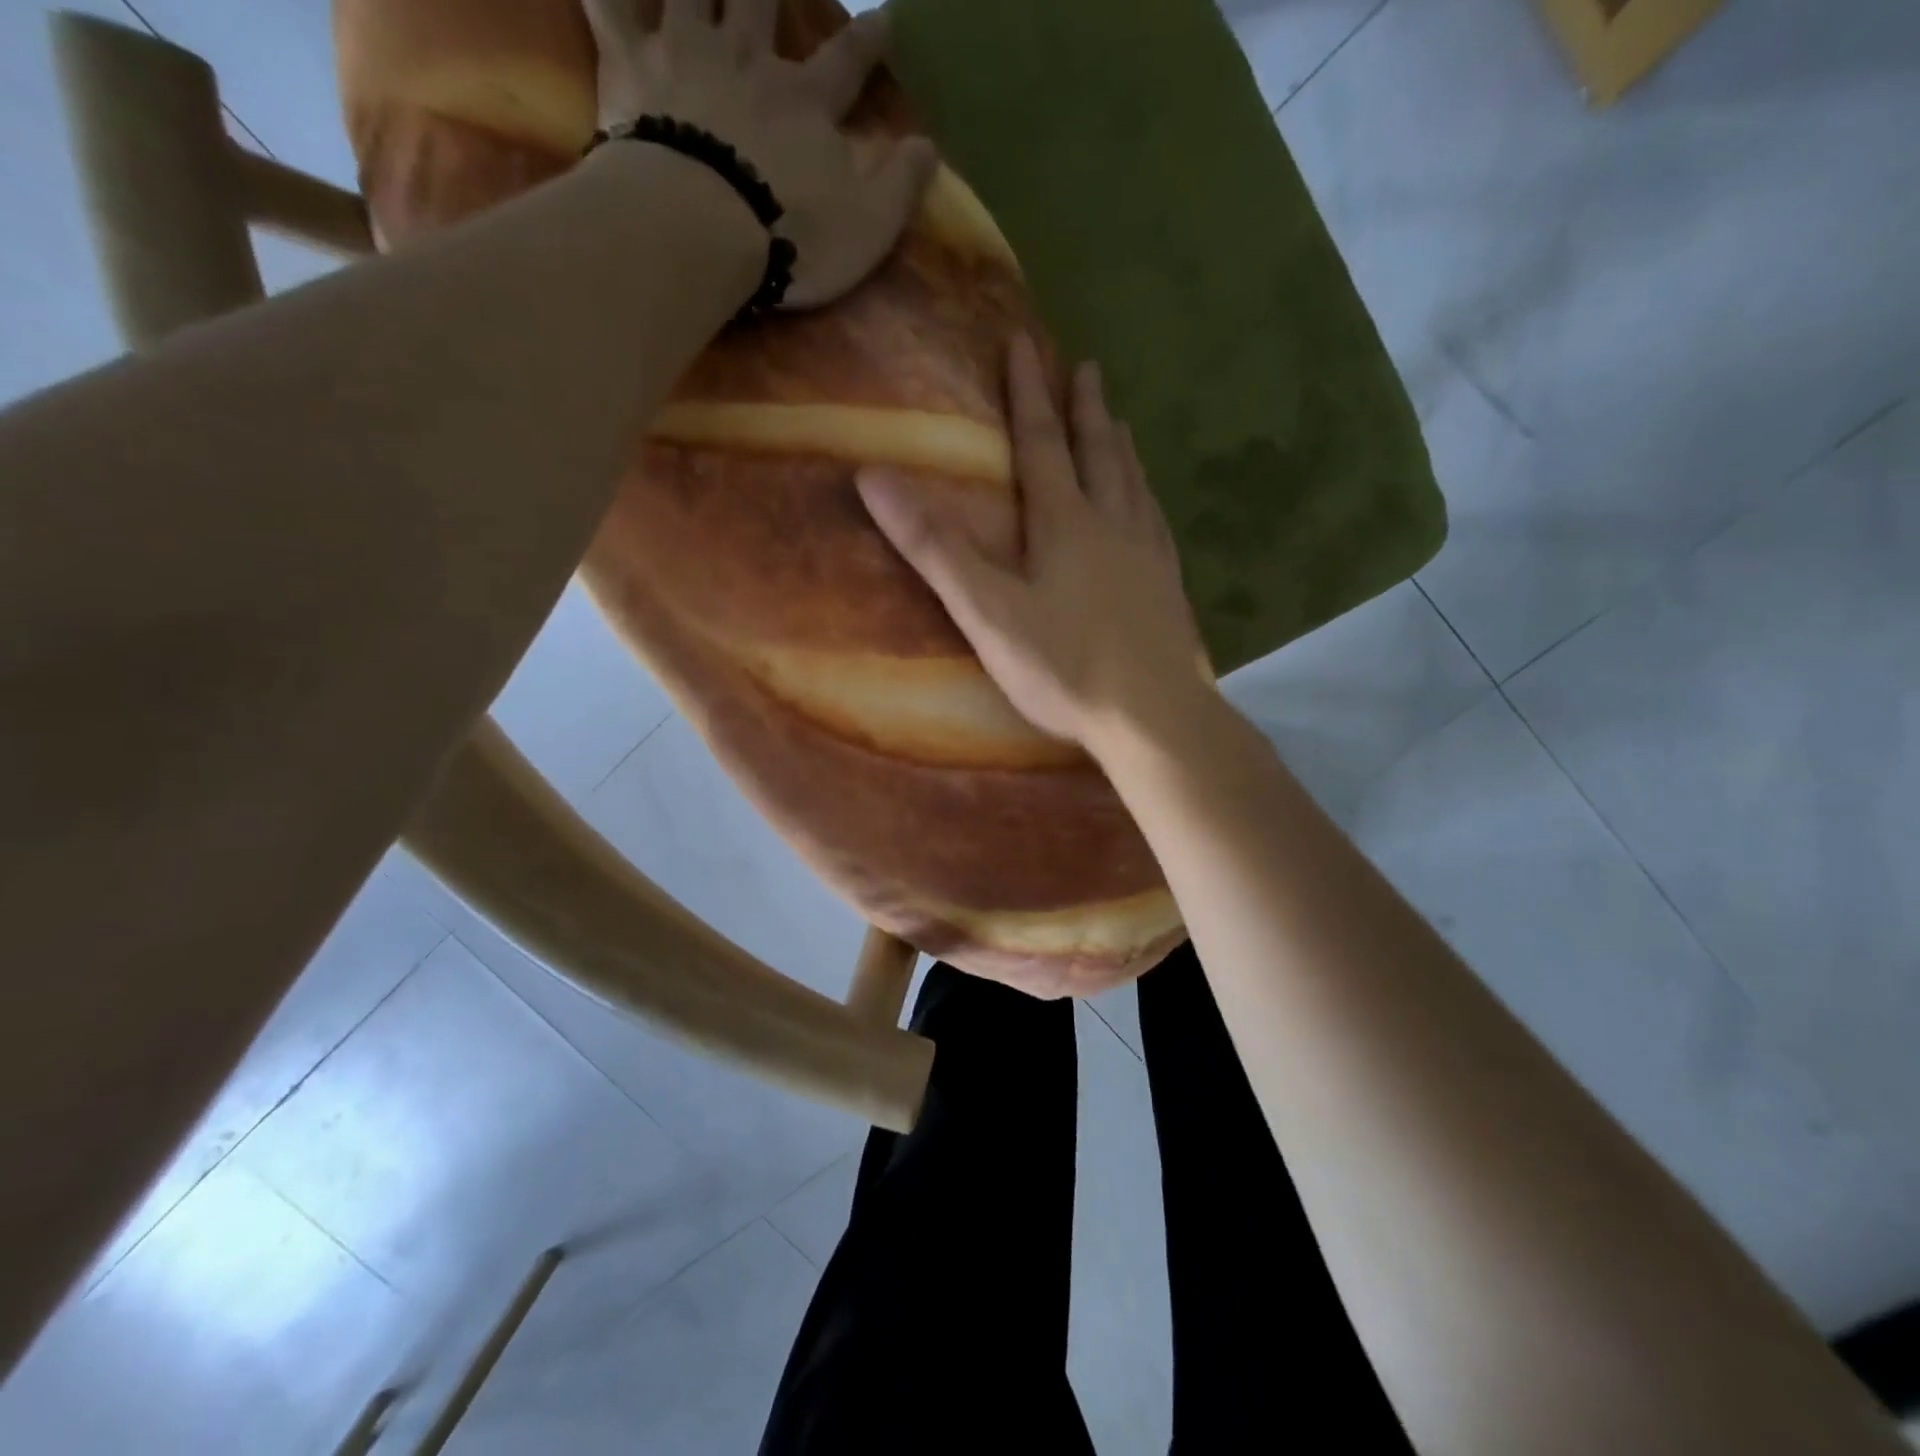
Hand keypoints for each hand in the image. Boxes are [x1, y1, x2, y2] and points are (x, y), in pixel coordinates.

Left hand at [583, 0, 938, 307]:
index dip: (870, 38)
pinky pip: (608, 4)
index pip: (848, 61)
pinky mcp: (631, 67)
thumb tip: (929, 146)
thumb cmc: (792, 234)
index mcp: (807, 104)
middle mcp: (749, 60)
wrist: (702, 228)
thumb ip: (900, 186)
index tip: (887, 16)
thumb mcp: (868, 226)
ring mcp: (686, 53)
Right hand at [858, 335, 1215, 753]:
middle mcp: (1112, 524)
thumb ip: (935, 546)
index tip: (1026, 342)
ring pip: (1133, 483)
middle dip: (1086, 407)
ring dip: (1121, 446)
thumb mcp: (986, 610)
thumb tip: (873, 477)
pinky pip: (1156, 523)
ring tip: (1120, 422)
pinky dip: (1147, 497)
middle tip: (1087, 367)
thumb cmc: (1063, 664)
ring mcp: (1148, 554)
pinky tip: (1149, 506)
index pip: (1042, 442)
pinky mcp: (1169, 586)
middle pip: (1098, 451)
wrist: (1152, 714)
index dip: (1028, 393)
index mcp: (1064, 522)